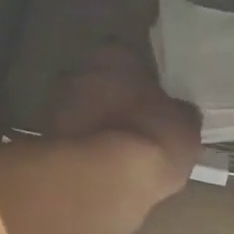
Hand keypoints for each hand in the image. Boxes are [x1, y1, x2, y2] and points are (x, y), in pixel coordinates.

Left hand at [48, 44, 201, 200]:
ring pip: (81, 115)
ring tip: (117, 155)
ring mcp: (57, 109)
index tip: (150, 102)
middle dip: (111, 103)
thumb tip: (178, 116)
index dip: (140, 81)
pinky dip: (84, 155)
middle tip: (132, 127)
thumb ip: (179, 114)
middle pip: (98, 85)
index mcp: (114, 54)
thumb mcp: (186, 125)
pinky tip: (101, 172)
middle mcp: (79, 72)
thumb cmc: (153, 138)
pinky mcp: (47, 146)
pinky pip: (72, 145)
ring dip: (95, 129)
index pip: (127, 59)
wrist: (108, 179)